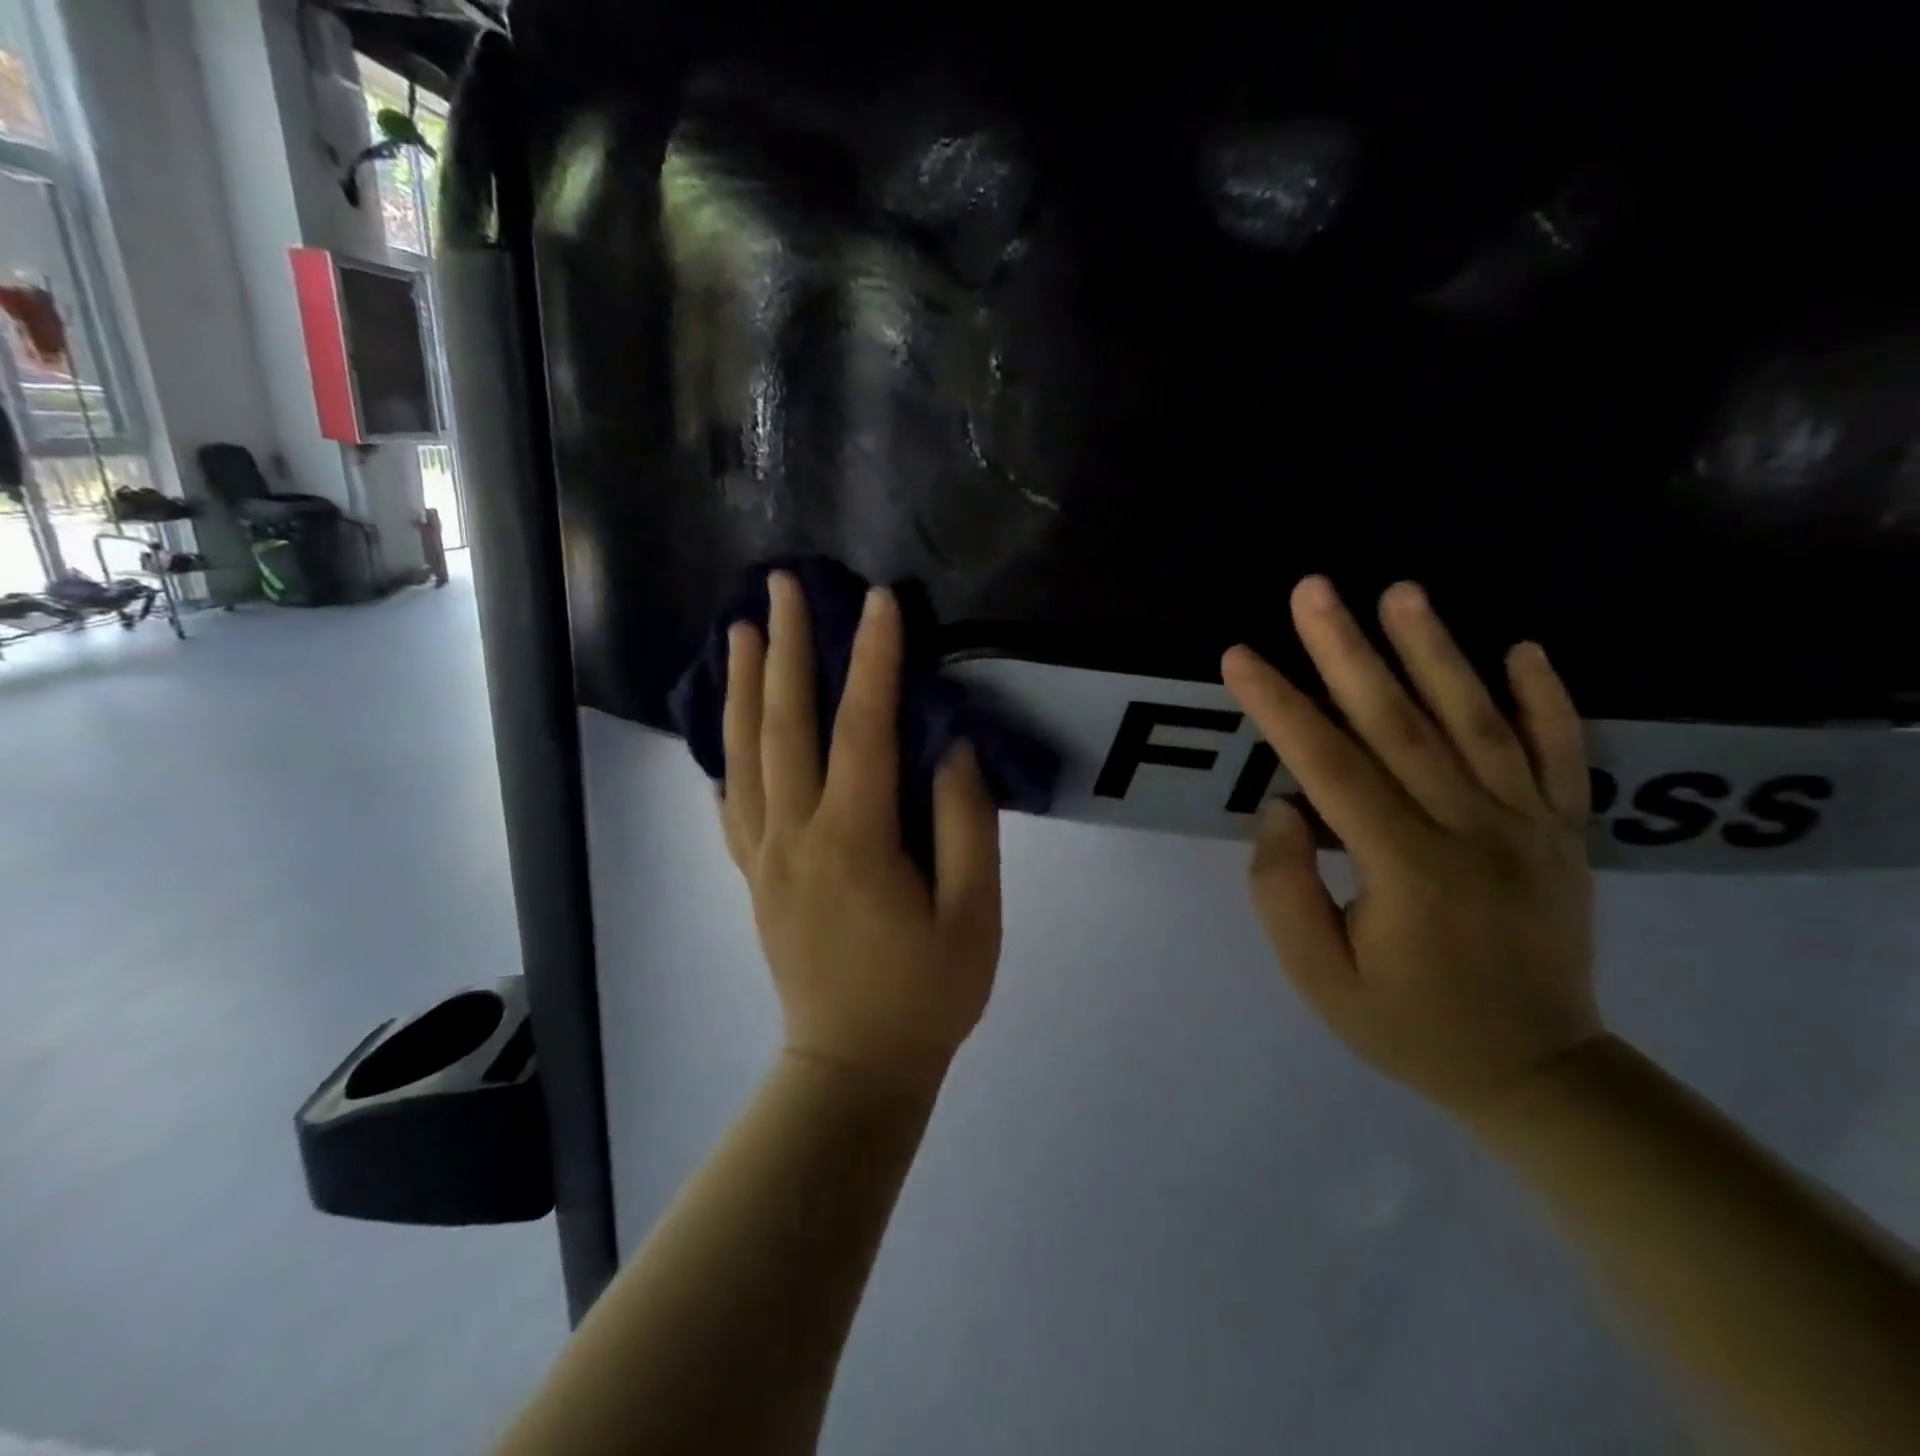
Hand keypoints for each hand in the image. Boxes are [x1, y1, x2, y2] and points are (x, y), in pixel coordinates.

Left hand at [720, 572, 1002, 1098]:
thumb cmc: (926, 994)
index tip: (877, 600)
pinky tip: (725, 729)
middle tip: (781, 586)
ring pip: (743, 753)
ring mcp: (762, 855)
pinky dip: (727, 754)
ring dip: (740, 687)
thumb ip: (966, 824)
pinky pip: (731, 802)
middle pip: (783, 723)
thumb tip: (949, 747)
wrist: (854, 1068)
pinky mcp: (753, 876)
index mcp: (853, 840)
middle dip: (785, 647)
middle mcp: (793, 835)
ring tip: (738, 632)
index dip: (873, 659)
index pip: (861, 727)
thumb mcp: (973, 915)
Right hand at [1221, 576, 1600, 1116]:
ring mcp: (1531, 828)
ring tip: (1401, 593)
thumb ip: (1284, 889)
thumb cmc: (1408, 1025)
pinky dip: (1548, 699)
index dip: (1280, 707)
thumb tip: (1283, 805)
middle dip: (1348, 652)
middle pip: (1401, 726)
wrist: (1536, 1072)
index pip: (1331, 768)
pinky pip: (1563, 755)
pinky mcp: (1566, 834)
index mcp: (1408, 868)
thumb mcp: (1319, 977)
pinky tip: (1524, 648)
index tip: (1239, 657)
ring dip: (1437, 652)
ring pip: (1479, 723)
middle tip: (1313, 590)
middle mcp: (1474, 832)